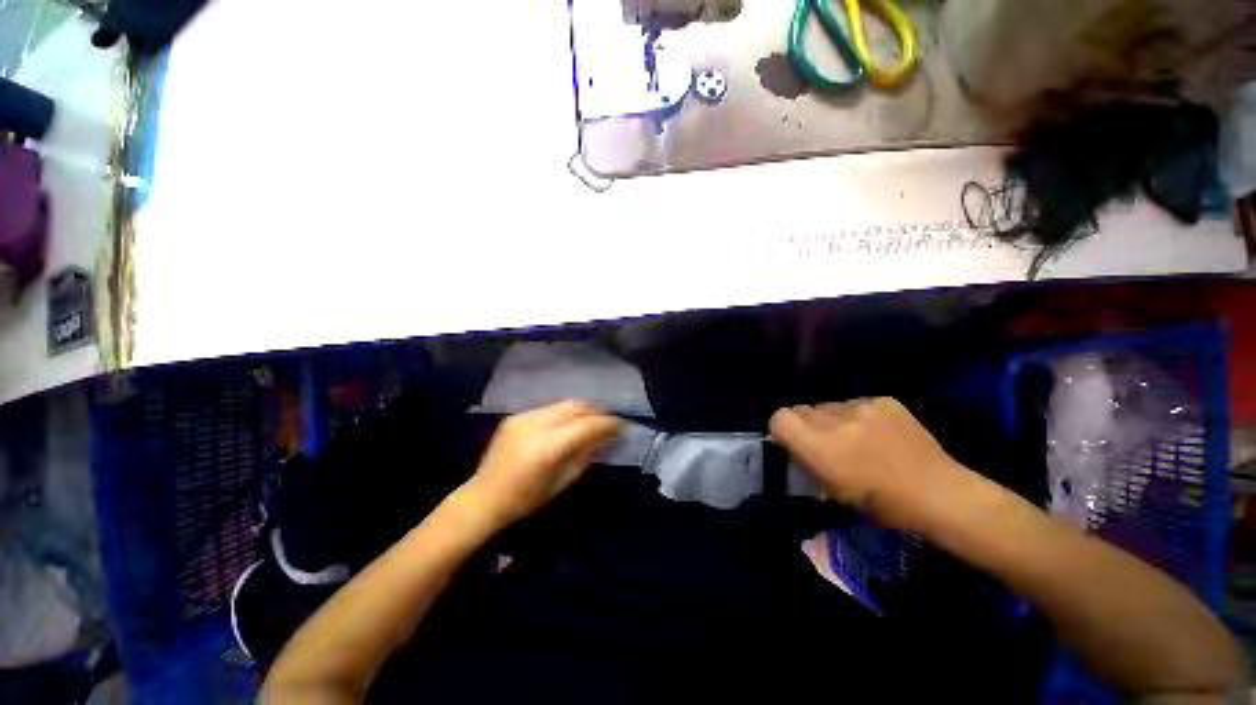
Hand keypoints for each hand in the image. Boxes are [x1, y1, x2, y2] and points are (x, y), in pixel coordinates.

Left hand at [462, 400, 621, 529]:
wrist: (483, 498)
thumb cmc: (526, 499)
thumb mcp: (563, 481)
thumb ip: (586, 455)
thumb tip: (605, 437)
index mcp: (549, 446)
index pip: (588, 425)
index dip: (608, 423)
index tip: (621, 425)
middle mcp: (537, 424)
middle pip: (576, 406)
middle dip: (596, 412)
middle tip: (607, 422)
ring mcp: (524, 417)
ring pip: (563, 404)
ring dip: (580, 411)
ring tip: (589, 422)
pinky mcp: (516, 417)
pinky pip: (547, 409)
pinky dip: (562, 414)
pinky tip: (564, 426)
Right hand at [769, 398, 968, 531]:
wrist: (937, 493)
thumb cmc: (879, 504)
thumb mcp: (829, 489)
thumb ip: (804, 459)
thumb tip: (787, 441)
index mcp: (819, 446)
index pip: (780, 417)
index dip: (782, 428)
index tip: (791, 441)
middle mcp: (835, 420)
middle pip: (802, 408)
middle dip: (806, 423)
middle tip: (824, 441)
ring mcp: (861, 406)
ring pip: (828, 405)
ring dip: (832, 418)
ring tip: (854, 437)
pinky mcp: (883, 400)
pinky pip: (855, 403)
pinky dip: (857, 415)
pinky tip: (876, 432)